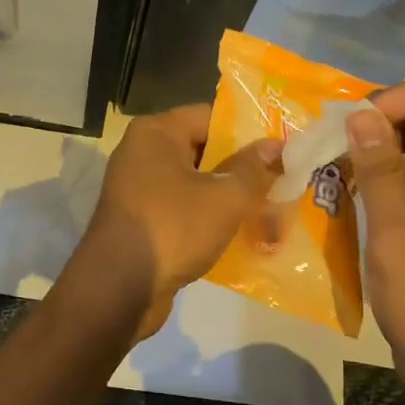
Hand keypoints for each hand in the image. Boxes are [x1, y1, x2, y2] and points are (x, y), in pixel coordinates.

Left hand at [60, 105, 281, 345]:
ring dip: (230, 197)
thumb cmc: (172, 228)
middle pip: (204, 150)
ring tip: (273, 212)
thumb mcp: (223, 197)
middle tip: (286, 181)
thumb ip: (252, 169)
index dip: (249, 131)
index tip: (284, 147)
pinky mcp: (142, 220)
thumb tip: (275, 145)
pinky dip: (210, 219)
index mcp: (156, 132)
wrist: (118, 288)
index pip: (211, 116)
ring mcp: (139, 188)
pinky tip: (244, 236)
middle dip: (244, 169)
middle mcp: (143, 152)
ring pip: (196, 183)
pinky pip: (184, 209)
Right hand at [346, 84, 404, 404]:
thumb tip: (359, 114)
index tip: (351, 117)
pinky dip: (384, 175)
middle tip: (333, 132)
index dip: (400, 99)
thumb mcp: (400, 237)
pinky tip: (348, 181)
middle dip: (385, 120)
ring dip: (381, 146)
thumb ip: (380, 171)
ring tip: (334, 152)